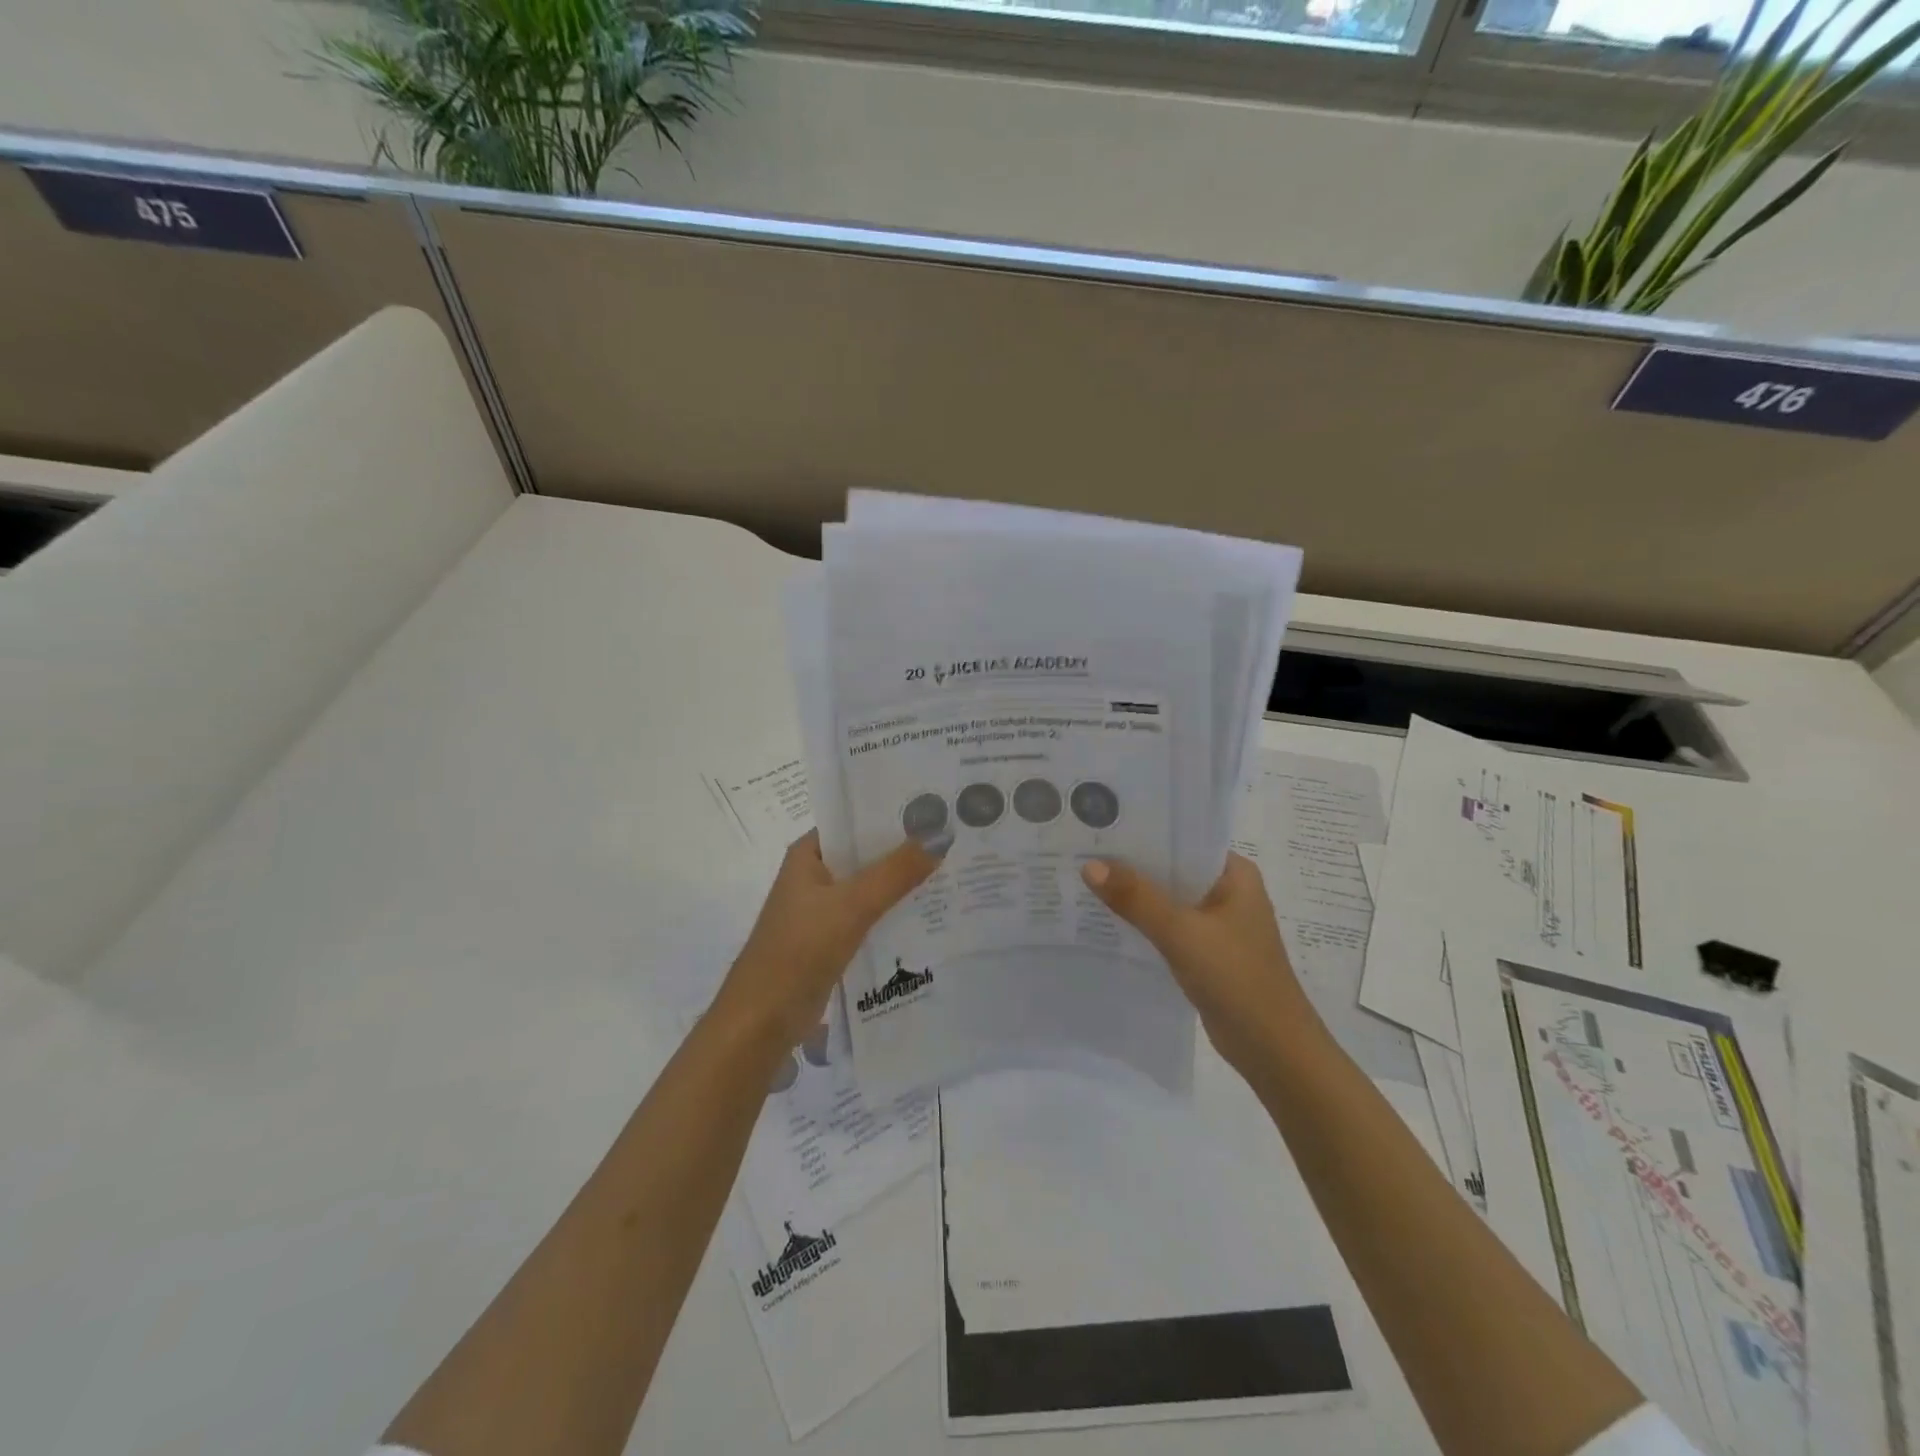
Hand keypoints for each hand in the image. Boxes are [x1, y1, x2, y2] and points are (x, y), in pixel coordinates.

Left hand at [715, 830, 938, 1052]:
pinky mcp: (831, 942)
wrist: (762, 1021)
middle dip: (905, 851)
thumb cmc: (799, 950)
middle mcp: (814, 877)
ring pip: (870, 889)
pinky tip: (929, 916)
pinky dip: (894, 915)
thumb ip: (896, 872)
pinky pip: (869, 919)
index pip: (855, 822)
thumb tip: (940, 836)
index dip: (893, 815)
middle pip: (866, 856)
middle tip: (955, 842)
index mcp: (808, 855)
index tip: (937, 811)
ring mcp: (822, 911)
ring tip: (952, 874)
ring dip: (902, 885)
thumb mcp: (852, 905)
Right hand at [1081, 852, 1318, 1076]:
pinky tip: (1107, 919)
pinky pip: (1168, 926)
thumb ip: (1136, 898)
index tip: (1102, 825)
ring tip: (1086, 879)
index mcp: (1235, 874)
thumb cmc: (1237, 979)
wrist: (1274, 1050)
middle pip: (1172, 868)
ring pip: (1168, 899)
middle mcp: (1228, 891)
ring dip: (1135, 895)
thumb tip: (1089, 865)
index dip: (1143, 832)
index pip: (1183, 839)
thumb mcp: (1182, 933)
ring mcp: (1218, 923)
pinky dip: (1143, 922)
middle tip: (1083, 850)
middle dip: (1132, 864)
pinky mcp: (1206, 951)